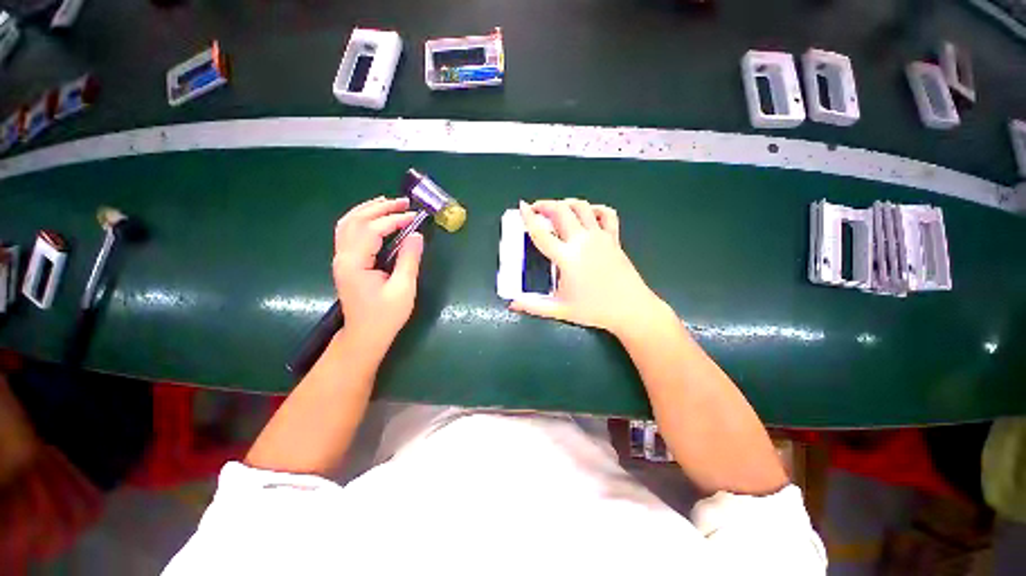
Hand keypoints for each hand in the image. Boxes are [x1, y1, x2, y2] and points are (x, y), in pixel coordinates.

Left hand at [333, 197, 423, 345]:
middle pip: (355, 220)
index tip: (415, 217)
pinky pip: (349, 232)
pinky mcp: (346, 262)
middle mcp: (342, 256)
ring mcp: (341, 258)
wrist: (365, 335)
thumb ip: (409, 260)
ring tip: (389, 203)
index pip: (372, 230)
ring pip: (348, 223)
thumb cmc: (385, 316)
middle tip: (404, 202)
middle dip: (380, 207)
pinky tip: (374, 218)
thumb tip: (417, 235)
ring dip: (368, 209)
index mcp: (355, 263)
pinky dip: (362, 219)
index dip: (394, 219)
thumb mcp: (403, 289)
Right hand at [512, 199, 665, 335]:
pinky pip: (607, 214)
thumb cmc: (594, 310)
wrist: (631, 309)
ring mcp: (600, 237)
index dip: (529, 218)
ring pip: (582, 207)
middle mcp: (583, 241)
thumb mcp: (560, 310)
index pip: (542, 234)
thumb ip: (533, 306)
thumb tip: (512, 304)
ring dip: (567, 203)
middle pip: (562, 211)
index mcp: (567, 258)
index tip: (521, 206)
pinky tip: (588, 213)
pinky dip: (596, 209)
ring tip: (557, 208)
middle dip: (545, 205)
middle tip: (535, 209)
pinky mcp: (614, 238)